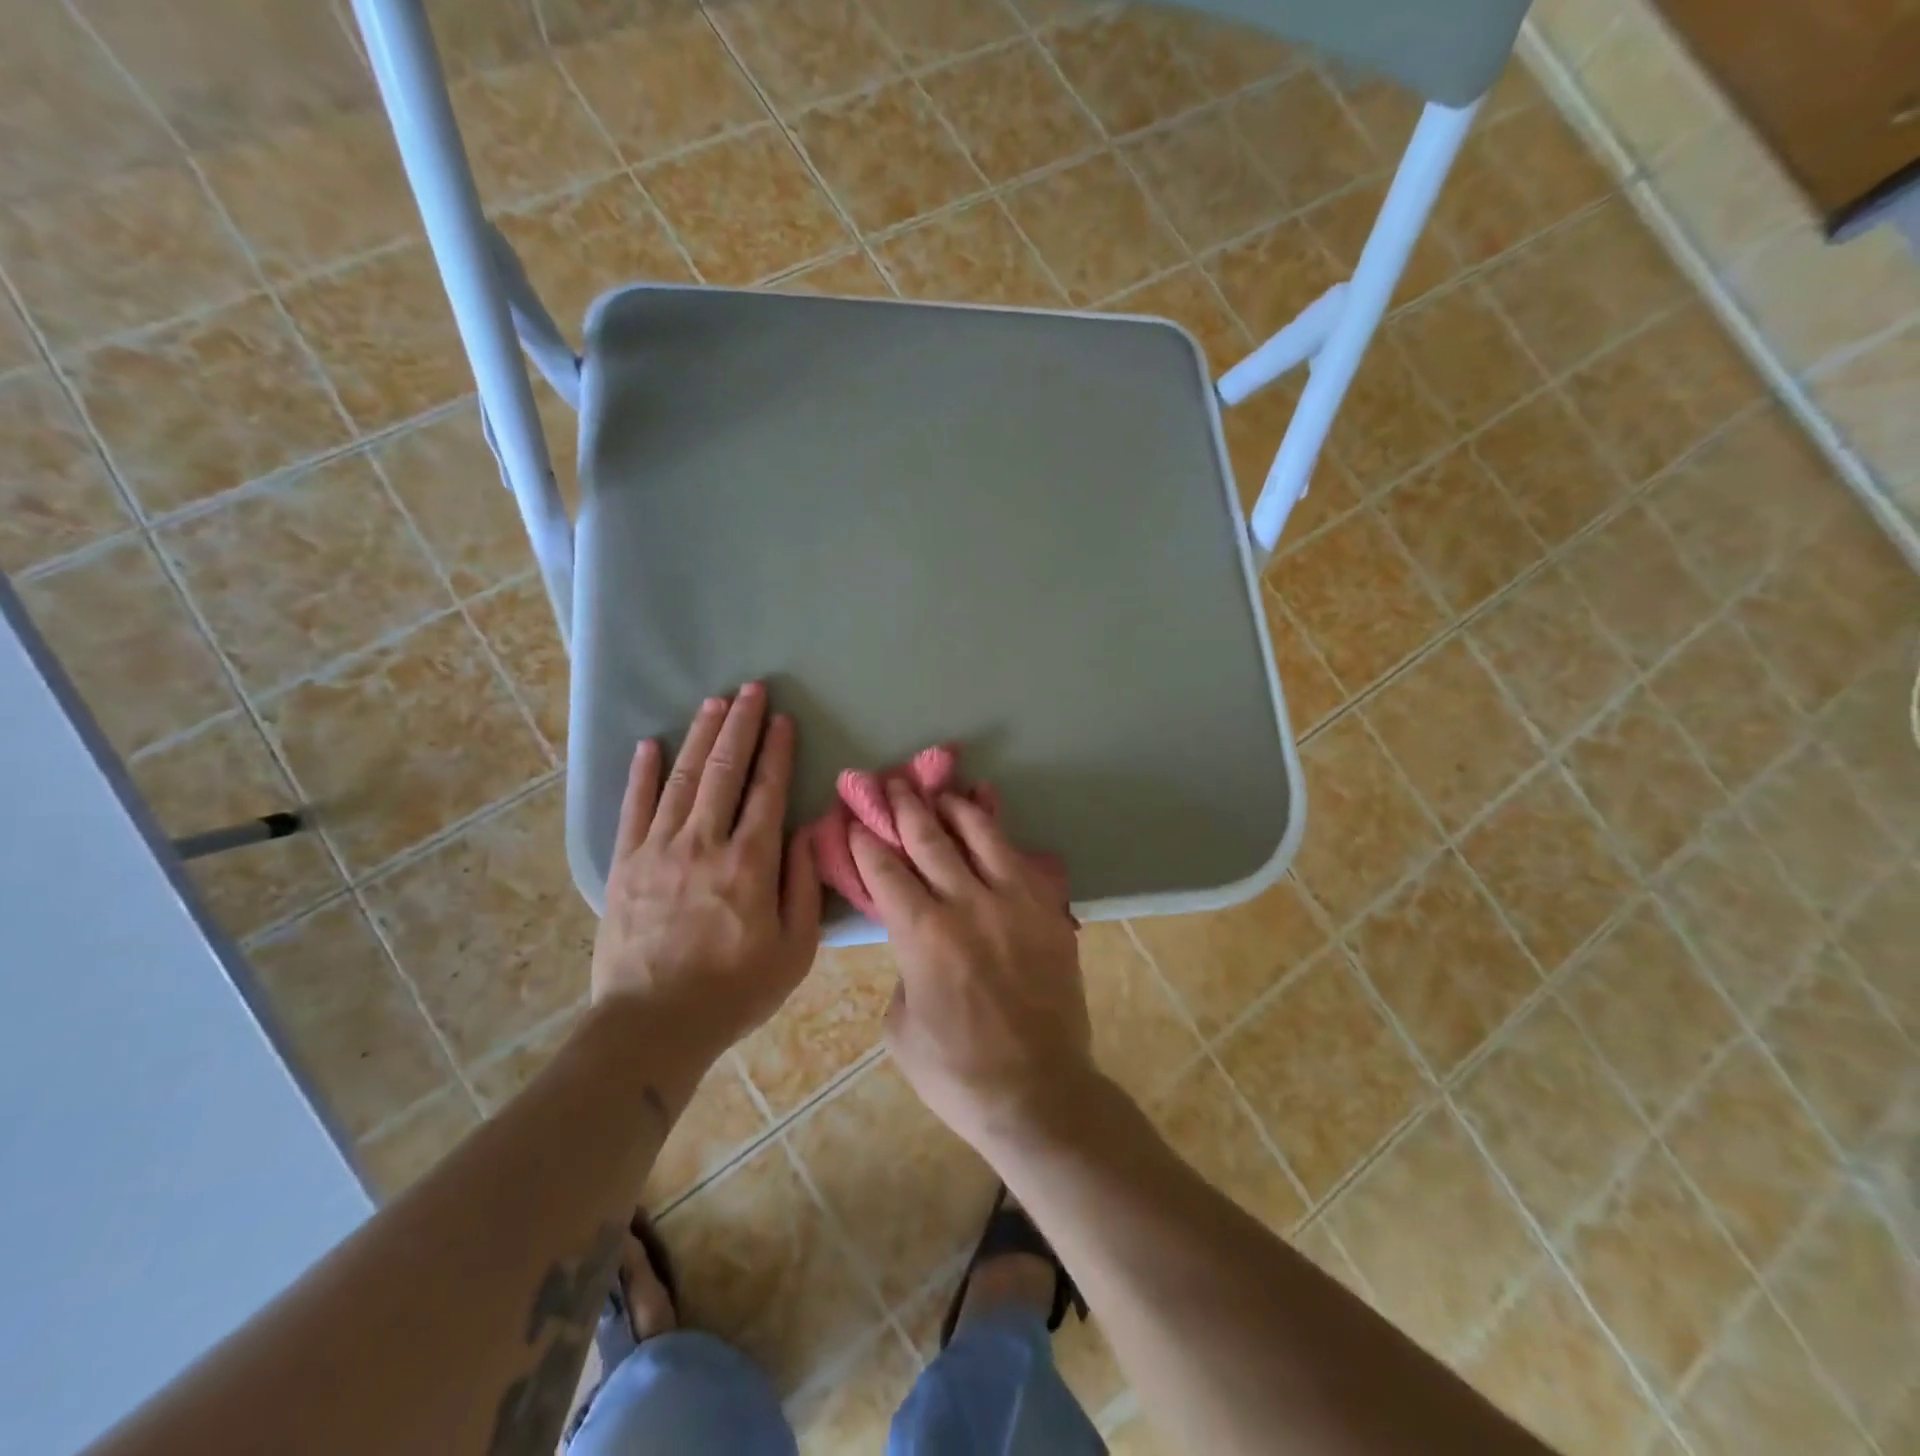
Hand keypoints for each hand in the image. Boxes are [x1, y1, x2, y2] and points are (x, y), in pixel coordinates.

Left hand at [591, 684, 821, 1055]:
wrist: (653, 1026)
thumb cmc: (734, 990)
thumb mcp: (794, 949)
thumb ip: (803, 885)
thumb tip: (806, 832)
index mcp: (750, 862)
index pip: (768, 791)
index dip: (777, 751)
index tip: (783, 719)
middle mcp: (704, 843)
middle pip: (724, 771)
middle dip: (740, 725)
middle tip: (751, 689)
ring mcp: (659, 850)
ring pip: (682, 779)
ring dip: (700, 736)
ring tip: (714, 702)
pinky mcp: (625, 865)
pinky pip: (634, 808)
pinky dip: (642, 773)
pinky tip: (650, 744)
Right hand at [851, 785, 1094, 1149]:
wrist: (1038, 1093)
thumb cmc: (956, 1072)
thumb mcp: (901, 1026)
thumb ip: (903, 969)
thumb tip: (915, 940)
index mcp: (922, 935)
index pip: (886, 870)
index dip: (866, 840)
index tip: (856, 819)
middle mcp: (967, 904)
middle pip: (929, 838)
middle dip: (904, 807)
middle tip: (891, 783)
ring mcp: (1014, 902)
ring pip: (981, 834)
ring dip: (954, 807)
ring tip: (939, 790)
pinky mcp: (1047, 910)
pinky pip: (1021, 857)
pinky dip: (1000, 831)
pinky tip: (990, 814)